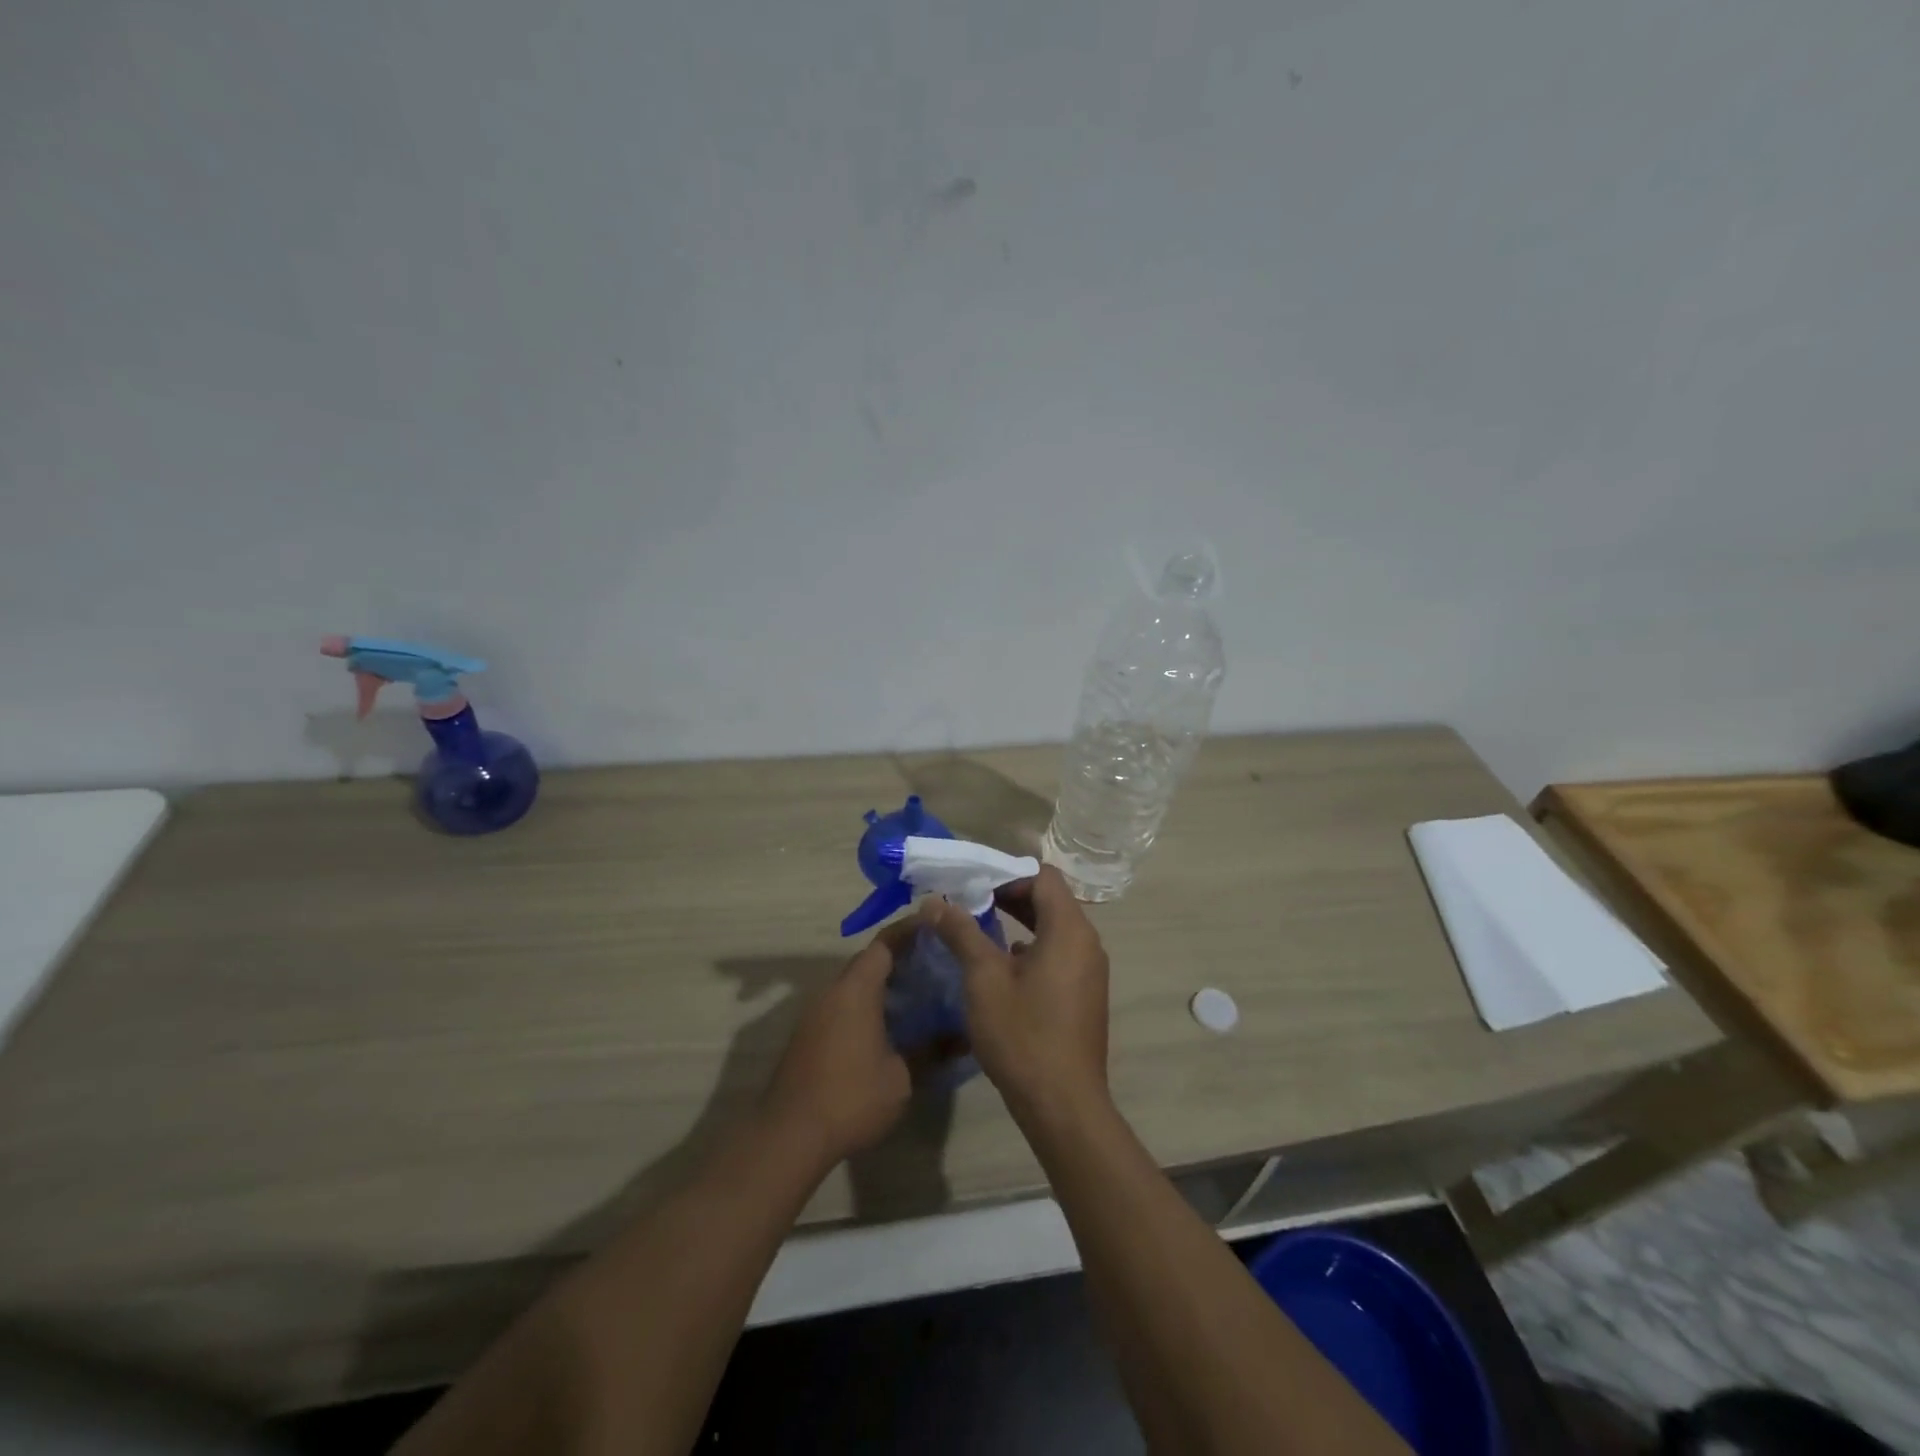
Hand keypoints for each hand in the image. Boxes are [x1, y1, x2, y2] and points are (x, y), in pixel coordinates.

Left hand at [761, 931, 912, 1169]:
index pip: (885, 944)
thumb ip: (931, 1050)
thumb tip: (961, 1037)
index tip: (935, 926)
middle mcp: (832, 992)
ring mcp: (815, 1014)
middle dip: (900, 959)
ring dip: (882, 985)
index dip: (910, 932)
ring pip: (853, 985)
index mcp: (856, 989)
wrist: (789, 1136)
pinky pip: (842, 1006)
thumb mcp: (902, 1076)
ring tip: (918, 994)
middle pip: (868, 962)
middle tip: (935, 964)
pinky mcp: (807, 1036)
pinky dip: (866, 1005)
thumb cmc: (851, 1097)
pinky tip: (888, 1027)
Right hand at [924, 866, 1110, 1120]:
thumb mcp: (984, 979)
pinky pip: (1059, 954)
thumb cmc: (1022, 1034)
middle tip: (970, 901)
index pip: (1042, 877)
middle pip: (1050, 900)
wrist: (1063, 1105)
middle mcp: (1087, 943)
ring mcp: (1090, 971)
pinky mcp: (1085, 994)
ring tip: (979, 929)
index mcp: (1069, 929)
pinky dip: (1032, 948)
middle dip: (1009, 896)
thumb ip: (962, 933)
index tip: (973, 883)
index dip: (1007, 874)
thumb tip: (935, 902)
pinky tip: (1002, 965)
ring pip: (1054, 929)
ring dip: (1020, 922)